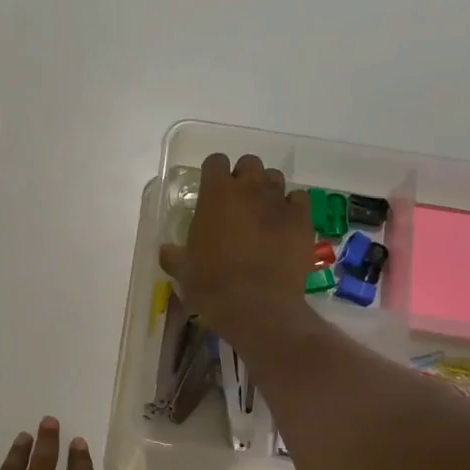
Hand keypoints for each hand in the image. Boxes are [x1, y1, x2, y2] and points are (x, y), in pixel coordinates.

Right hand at [158, 153, 310, 334]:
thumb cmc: (211, 286)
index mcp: (216, 194)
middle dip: (243, 178)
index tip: (211, 191)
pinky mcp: (303, 220)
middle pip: (249, 163)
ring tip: (263, 212)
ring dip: (267, 189)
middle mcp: (249, 189)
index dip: (213, 174)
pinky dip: (292, 207)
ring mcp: (279, 202)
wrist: (256, 307)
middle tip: (238, 202)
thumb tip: (167, 250)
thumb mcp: (182, 271)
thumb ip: (174, 255)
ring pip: (275, 178)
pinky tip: (285, 224)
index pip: (215, 161)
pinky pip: (300, 200)